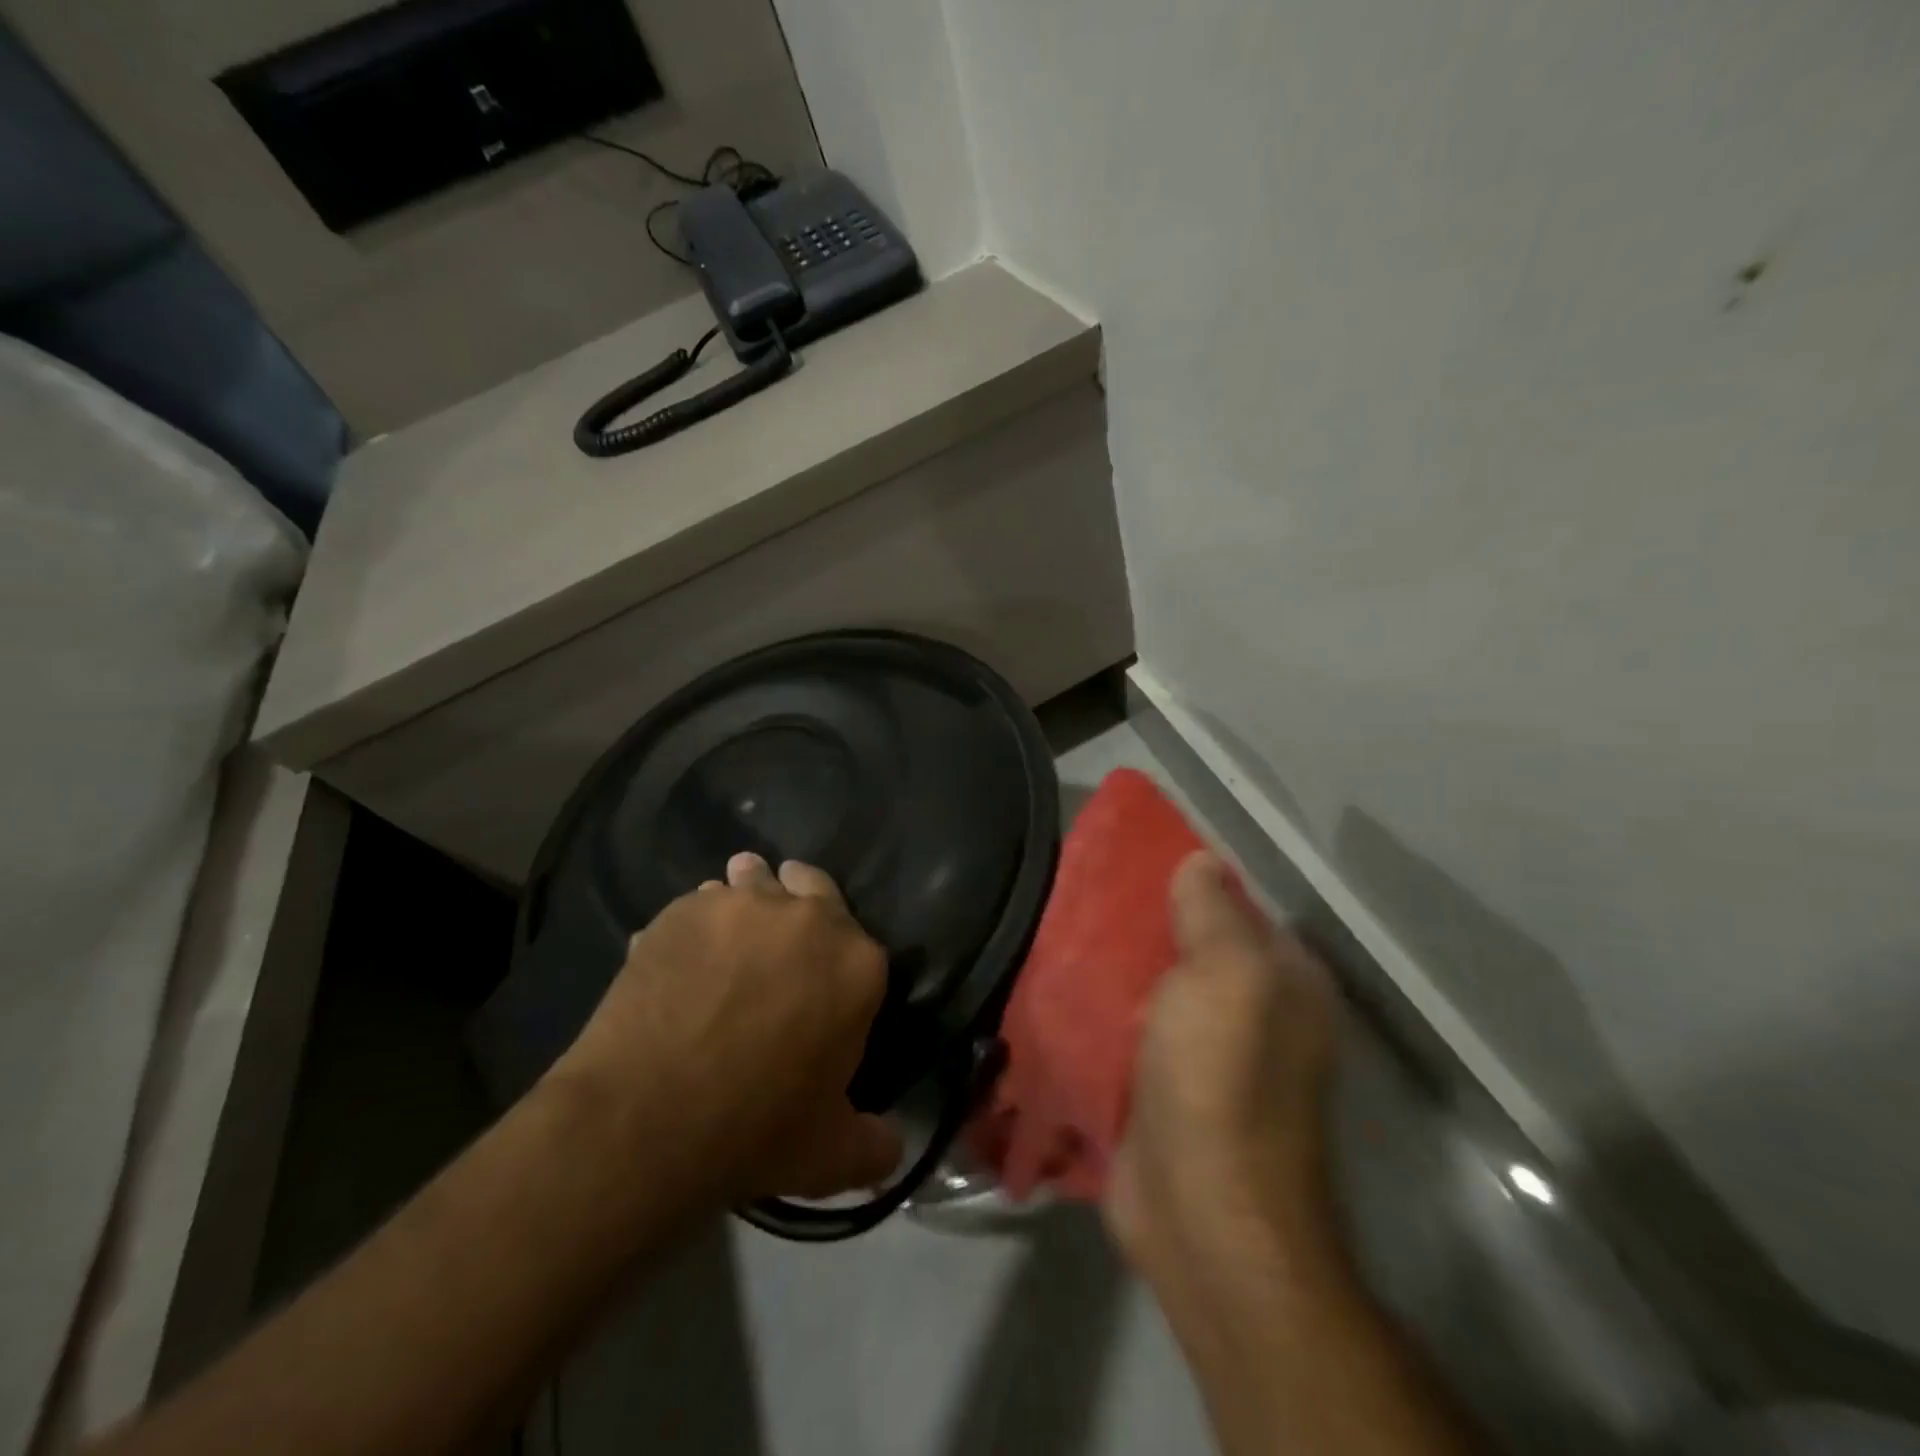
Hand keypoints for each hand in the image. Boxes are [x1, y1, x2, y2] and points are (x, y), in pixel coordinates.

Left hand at [556, 852, 901, 1204]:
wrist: (646, 1120)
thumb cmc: (755, 1132)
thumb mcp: (831, 1156)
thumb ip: (875, 1145)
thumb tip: (893, 1146)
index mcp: (858, 964)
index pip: (863, 944)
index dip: (841, 963)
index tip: (821, 983)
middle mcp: (809, 918)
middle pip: (812, 885)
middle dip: (799, 900)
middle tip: (779, 940)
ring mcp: (744, 905)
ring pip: (752, 881)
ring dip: (747, 897)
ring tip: (727, 935)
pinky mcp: (686, 909)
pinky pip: (699, 905)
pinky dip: (697, 923)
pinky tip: (679, 955)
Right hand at [1105, 851, 1340, 1305]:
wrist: (1200, 1214)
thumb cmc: (1221, 1079)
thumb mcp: (1226, 977)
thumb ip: (1212, 913)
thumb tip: (1202, 861)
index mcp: (1284, 982)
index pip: (1235, 907)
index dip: (1187, 880)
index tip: (1128, 858)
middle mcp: (1253, 1014)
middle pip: (1190, 947)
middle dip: (1141, 922)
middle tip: (1080, 890)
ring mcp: (1205, 1055)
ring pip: (1155, 988)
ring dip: (1115, 965)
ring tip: (1060, 925)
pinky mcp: (1161, 1088)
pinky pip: (1127, 1030)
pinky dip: (1100, 1010)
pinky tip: (1060, 983)